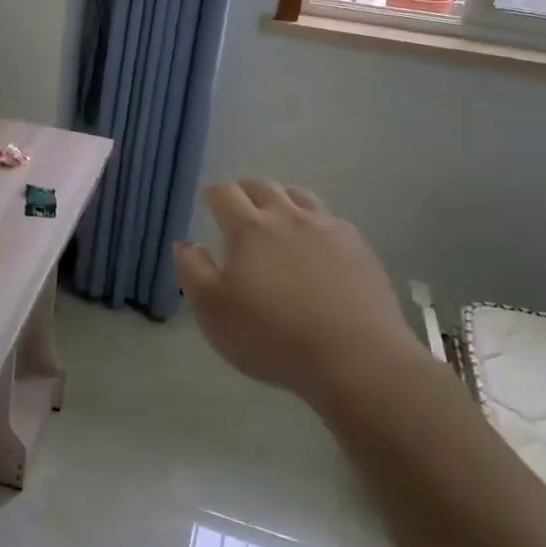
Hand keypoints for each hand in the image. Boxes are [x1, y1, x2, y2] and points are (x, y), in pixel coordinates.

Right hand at [173, 181, 421, 401]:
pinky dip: (314, 221)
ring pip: (299, 195)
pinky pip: (330, 219)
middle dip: (244, 192)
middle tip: (237, 210)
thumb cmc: (274, 338)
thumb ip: (193, 271)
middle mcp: (288, 217)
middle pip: (262, 186)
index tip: (206, 205)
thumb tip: (185, 243)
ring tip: (276, 219)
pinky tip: (315, 244)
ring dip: (281, 199)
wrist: (358, 360)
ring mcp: (328, 229)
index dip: (211, 195)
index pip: (224, 193)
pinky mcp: (359, 247)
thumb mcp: (214, 312)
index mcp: (249, 229)